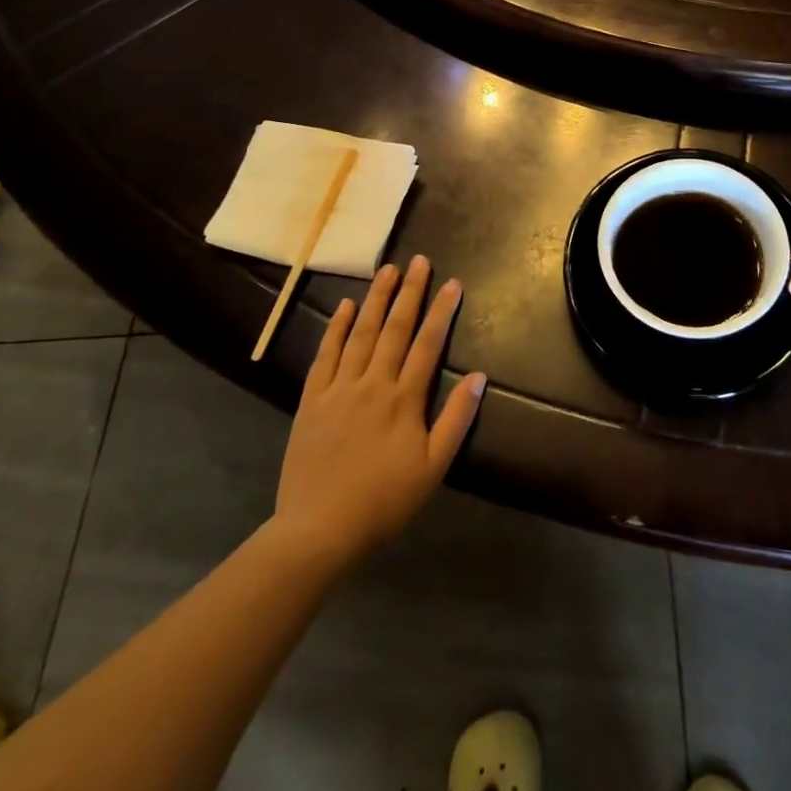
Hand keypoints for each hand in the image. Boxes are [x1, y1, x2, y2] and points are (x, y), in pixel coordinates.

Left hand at [268, 256, 485, 566]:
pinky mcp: (312, 400)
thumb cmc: (384, 501)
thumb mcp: (433, 467)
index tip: (452, 283)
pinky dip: (335, 327)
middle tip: (419, 260)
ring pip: (361, 333)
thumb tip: (479, 376)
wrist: (318, 530)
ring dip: (376, 299)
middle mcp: (373, 383)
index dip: (442, 311)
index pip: (428, 343)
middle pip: (395, 328)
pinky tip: (344, 306)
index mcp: (405, 399)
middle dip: (410, 292)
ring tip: (387, 271)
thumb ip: (456, 419)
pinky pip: (325, 354)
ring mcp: (339, 389)